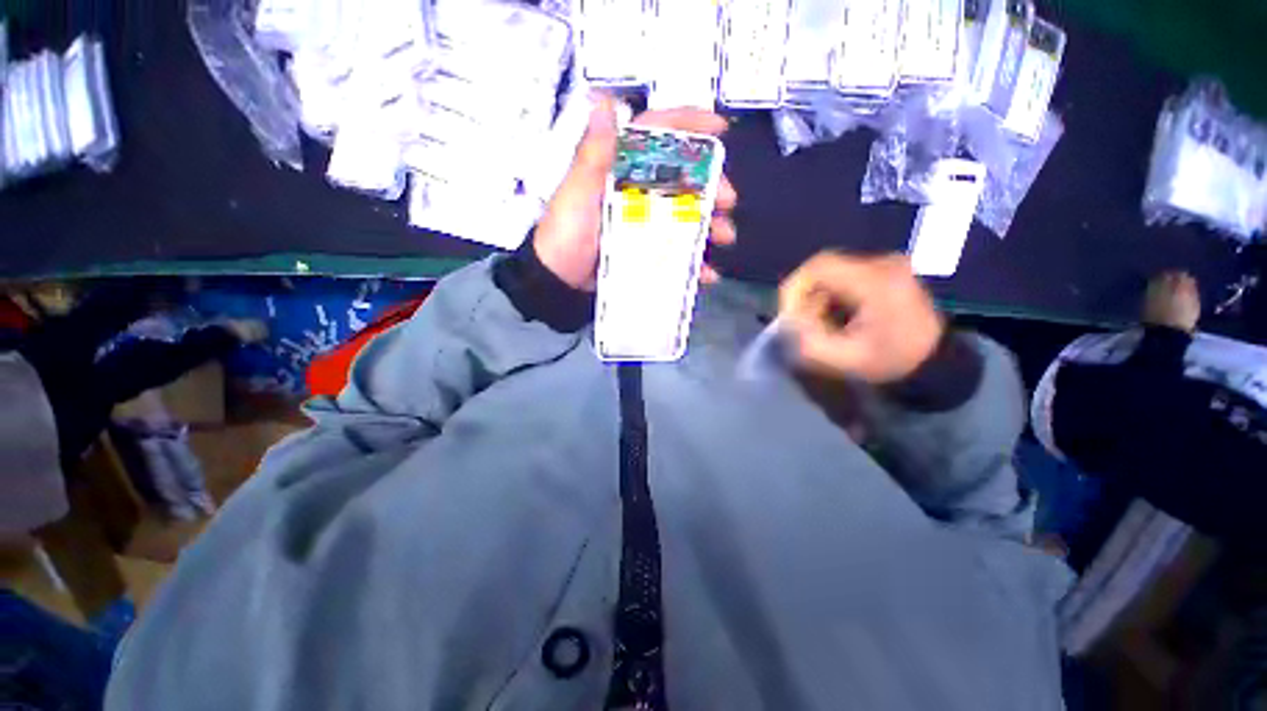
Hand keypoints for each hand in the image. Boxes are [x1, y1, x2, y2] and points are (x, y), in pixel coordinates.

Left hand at [533, 94, 738, 289]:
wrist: (557, 280)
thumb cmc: (565, 234)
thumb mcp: (577, 192)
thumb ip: (594, 155)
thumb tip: (603, 102)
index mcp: (620, 168)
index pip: (656, 134)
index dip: (689, 125)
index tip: (721, 131)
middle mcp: (636, 190)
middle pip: (681, 178)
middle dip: (711, 185)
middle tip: (728, 202)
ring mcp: (642, 222)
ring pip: (684, 215)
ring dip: (710, 224)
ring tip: (724, 237)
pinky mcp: (644, 249)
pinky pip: (675, 250)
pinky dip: (693, 261)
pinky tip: (705, 272)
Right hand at [778, 252, 944, 383]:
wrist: (936, 360)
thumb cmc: (893, 360)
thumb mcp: (847, 359)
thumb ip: (810, 343)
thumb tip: (788, 324)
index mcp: (876, 282)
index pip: (819, 267)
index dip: (794, 288)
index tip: (788, 315)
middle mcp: (882, 264)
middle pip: (823, 269)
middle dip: (804, 297)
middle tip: (802, 324)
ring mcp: (885, 265)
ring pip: (831, 273)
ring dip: (816, 298)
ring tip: (820, 325)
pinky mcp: (884, 271)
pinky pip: (843, 277)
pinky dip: (830, 297)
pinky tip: (835, 319)